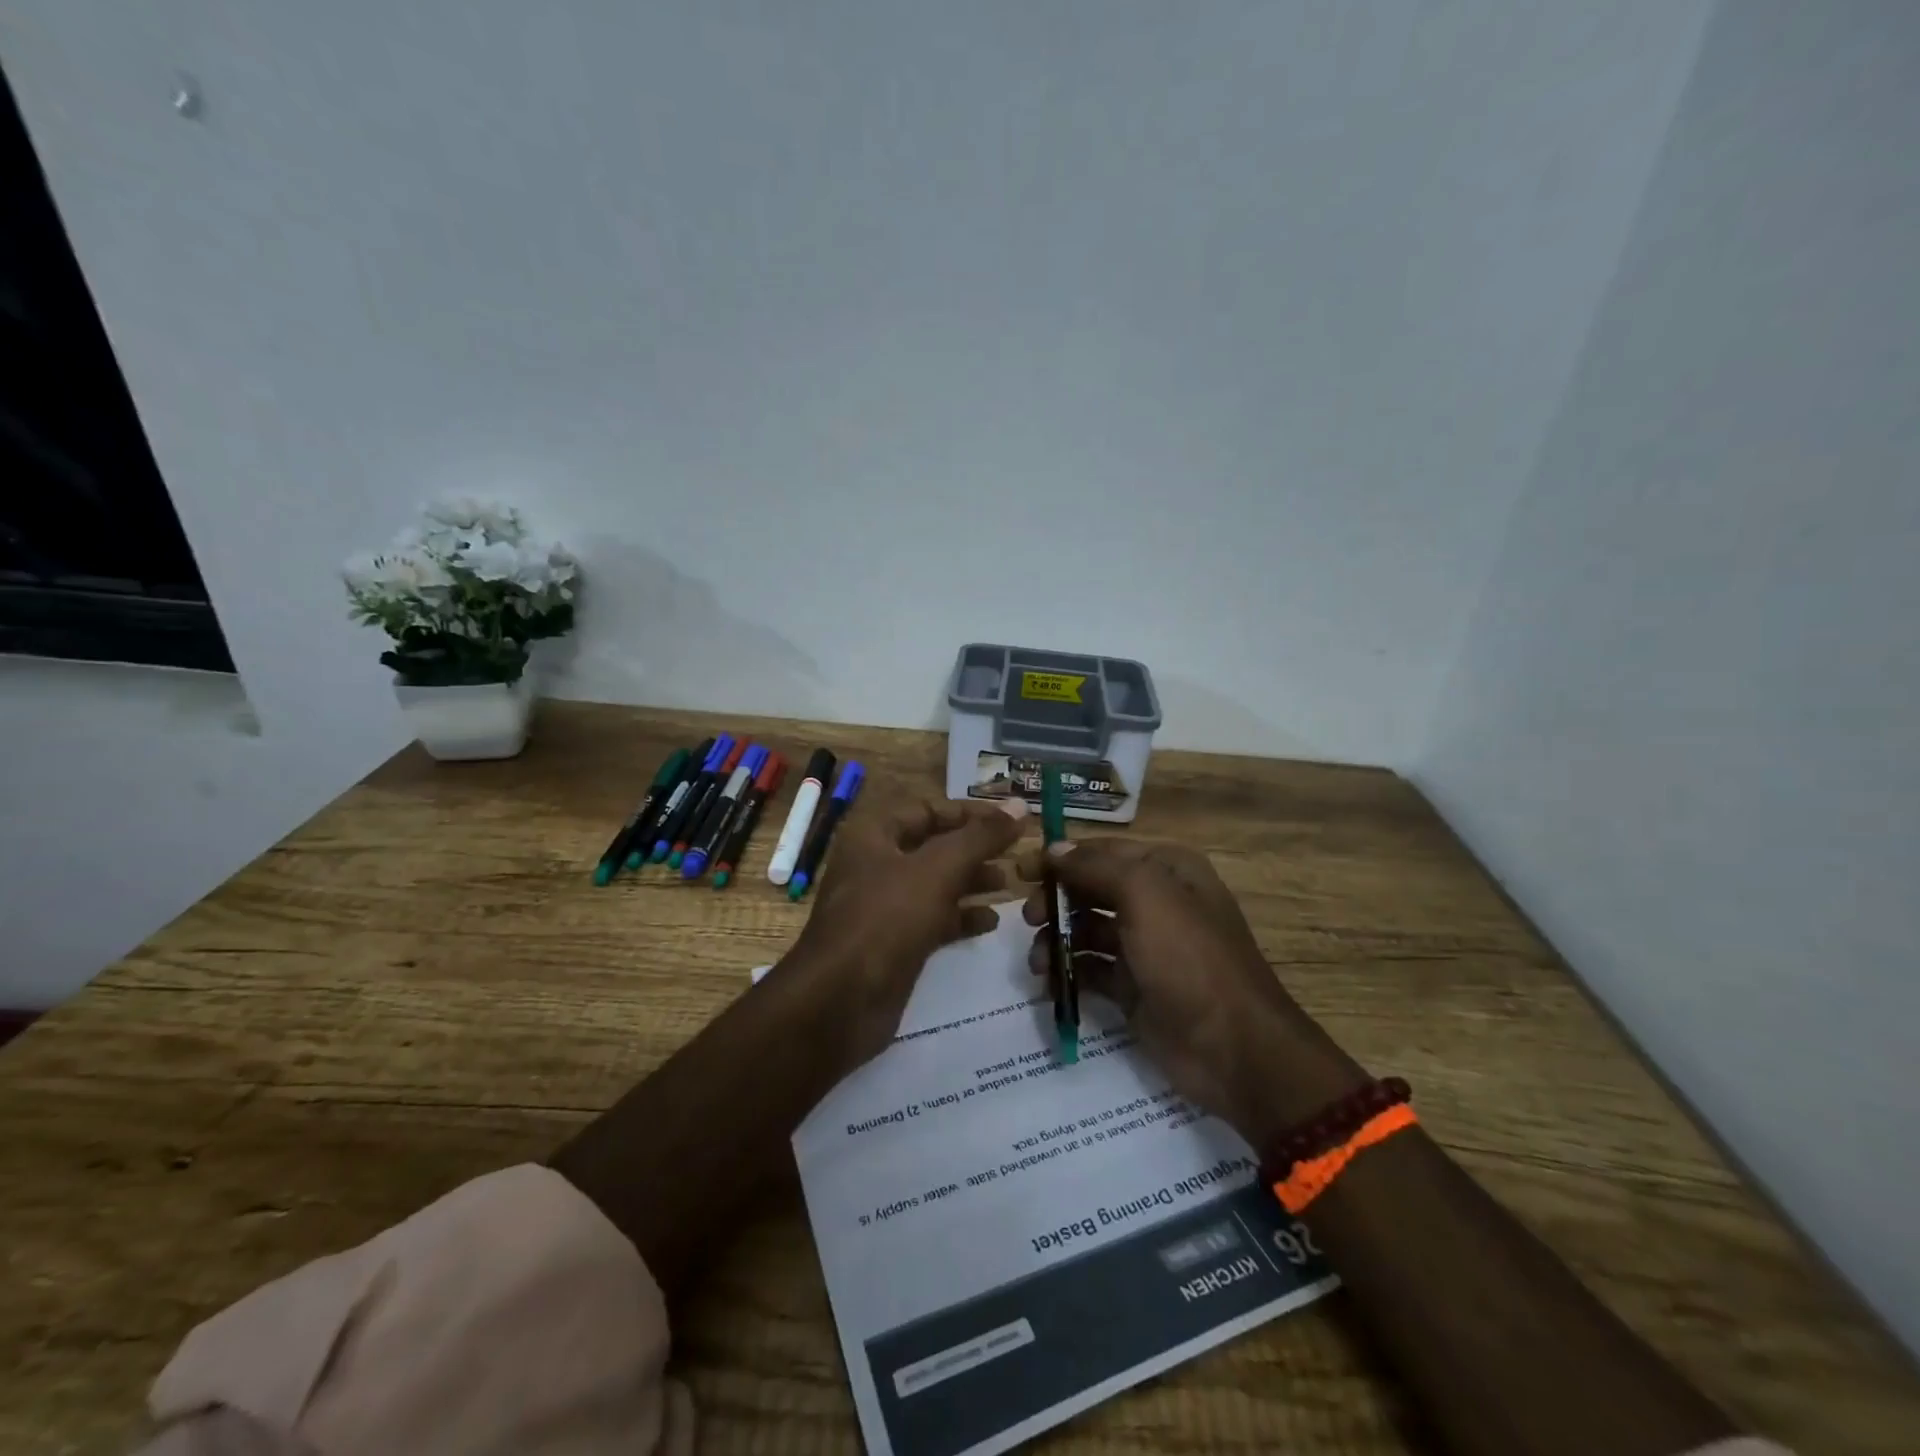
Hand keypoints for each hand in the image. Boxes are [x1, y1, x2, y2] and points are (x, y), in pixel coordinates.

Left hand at [790, 796, 1028, 1064]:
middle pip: (933, 846)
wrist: (841, 1002)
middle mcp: (876, 865)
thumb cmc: (886, 919)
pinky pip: (933, 920)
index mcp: (874, 834)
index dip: (969, 813)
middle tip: (1016, 853)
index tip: (1010, 821)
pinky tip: (992, 922)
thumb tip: (1020, 805)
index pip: (927, 810)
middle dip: (975, 849)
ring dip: (972, 881)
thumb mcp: (938, 869)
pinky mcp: (894, 944)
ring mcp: (884, 907)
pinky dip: (961, 917)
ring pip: (936, 884)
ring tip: (1010, 883)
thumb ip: (980, 837)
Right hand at [1019, 838, 1365, 1147]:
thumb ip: (1096, 867)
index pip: (1103, 852)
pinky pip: (1091, 969)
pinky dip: (1067, 972)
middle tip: (1028, 918)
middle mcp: (1156, 903)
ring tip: (1038, 962)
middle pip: (1091, 889)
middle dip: (1056, 900)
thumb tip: (1055, 849)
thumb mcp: (1146, 896)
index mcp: (1167, 870)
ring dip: (1056, 938)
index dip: (1061, 858)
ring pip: (1086, 930)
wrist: (1233, 1049)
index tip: (1021, 871)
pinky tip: (1049, 983)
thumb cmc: (1189, 958)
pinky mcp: (1133, 988)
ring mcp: (1145, 948)